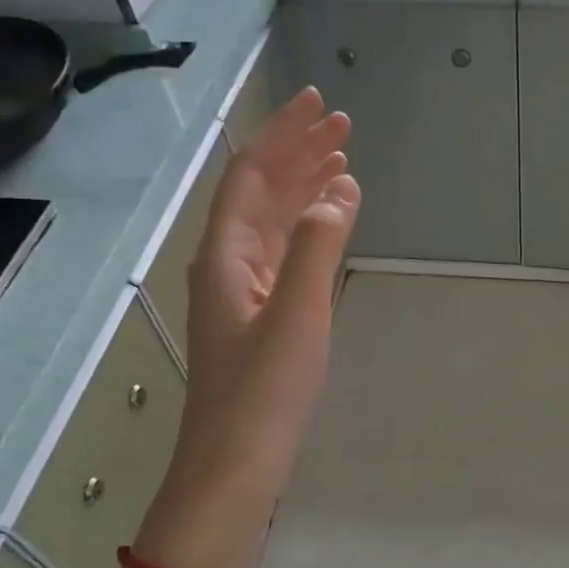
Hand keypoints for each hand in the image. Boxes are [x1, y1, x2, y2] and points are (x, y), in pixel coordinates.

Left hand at [170, 88, 358, 513]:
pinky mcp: (259, 316)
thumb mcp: (295, 314)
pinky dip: (308, 230)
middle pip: (261, 192)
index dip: (284, 135)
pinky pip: (284, 254)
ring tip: (342, 163)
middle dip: (299, 154)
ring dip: (305, 188)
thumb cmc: (264, 390)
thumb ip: (315, 247)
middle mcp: (228, 263)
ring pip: (273, 222)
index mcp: (226, 254)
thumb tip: (337, 190)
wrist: (235, 461)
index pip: (252, 175)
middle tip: (343, 125)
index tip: (321, 105)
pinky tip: (328, 224)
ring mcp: (242, 291)